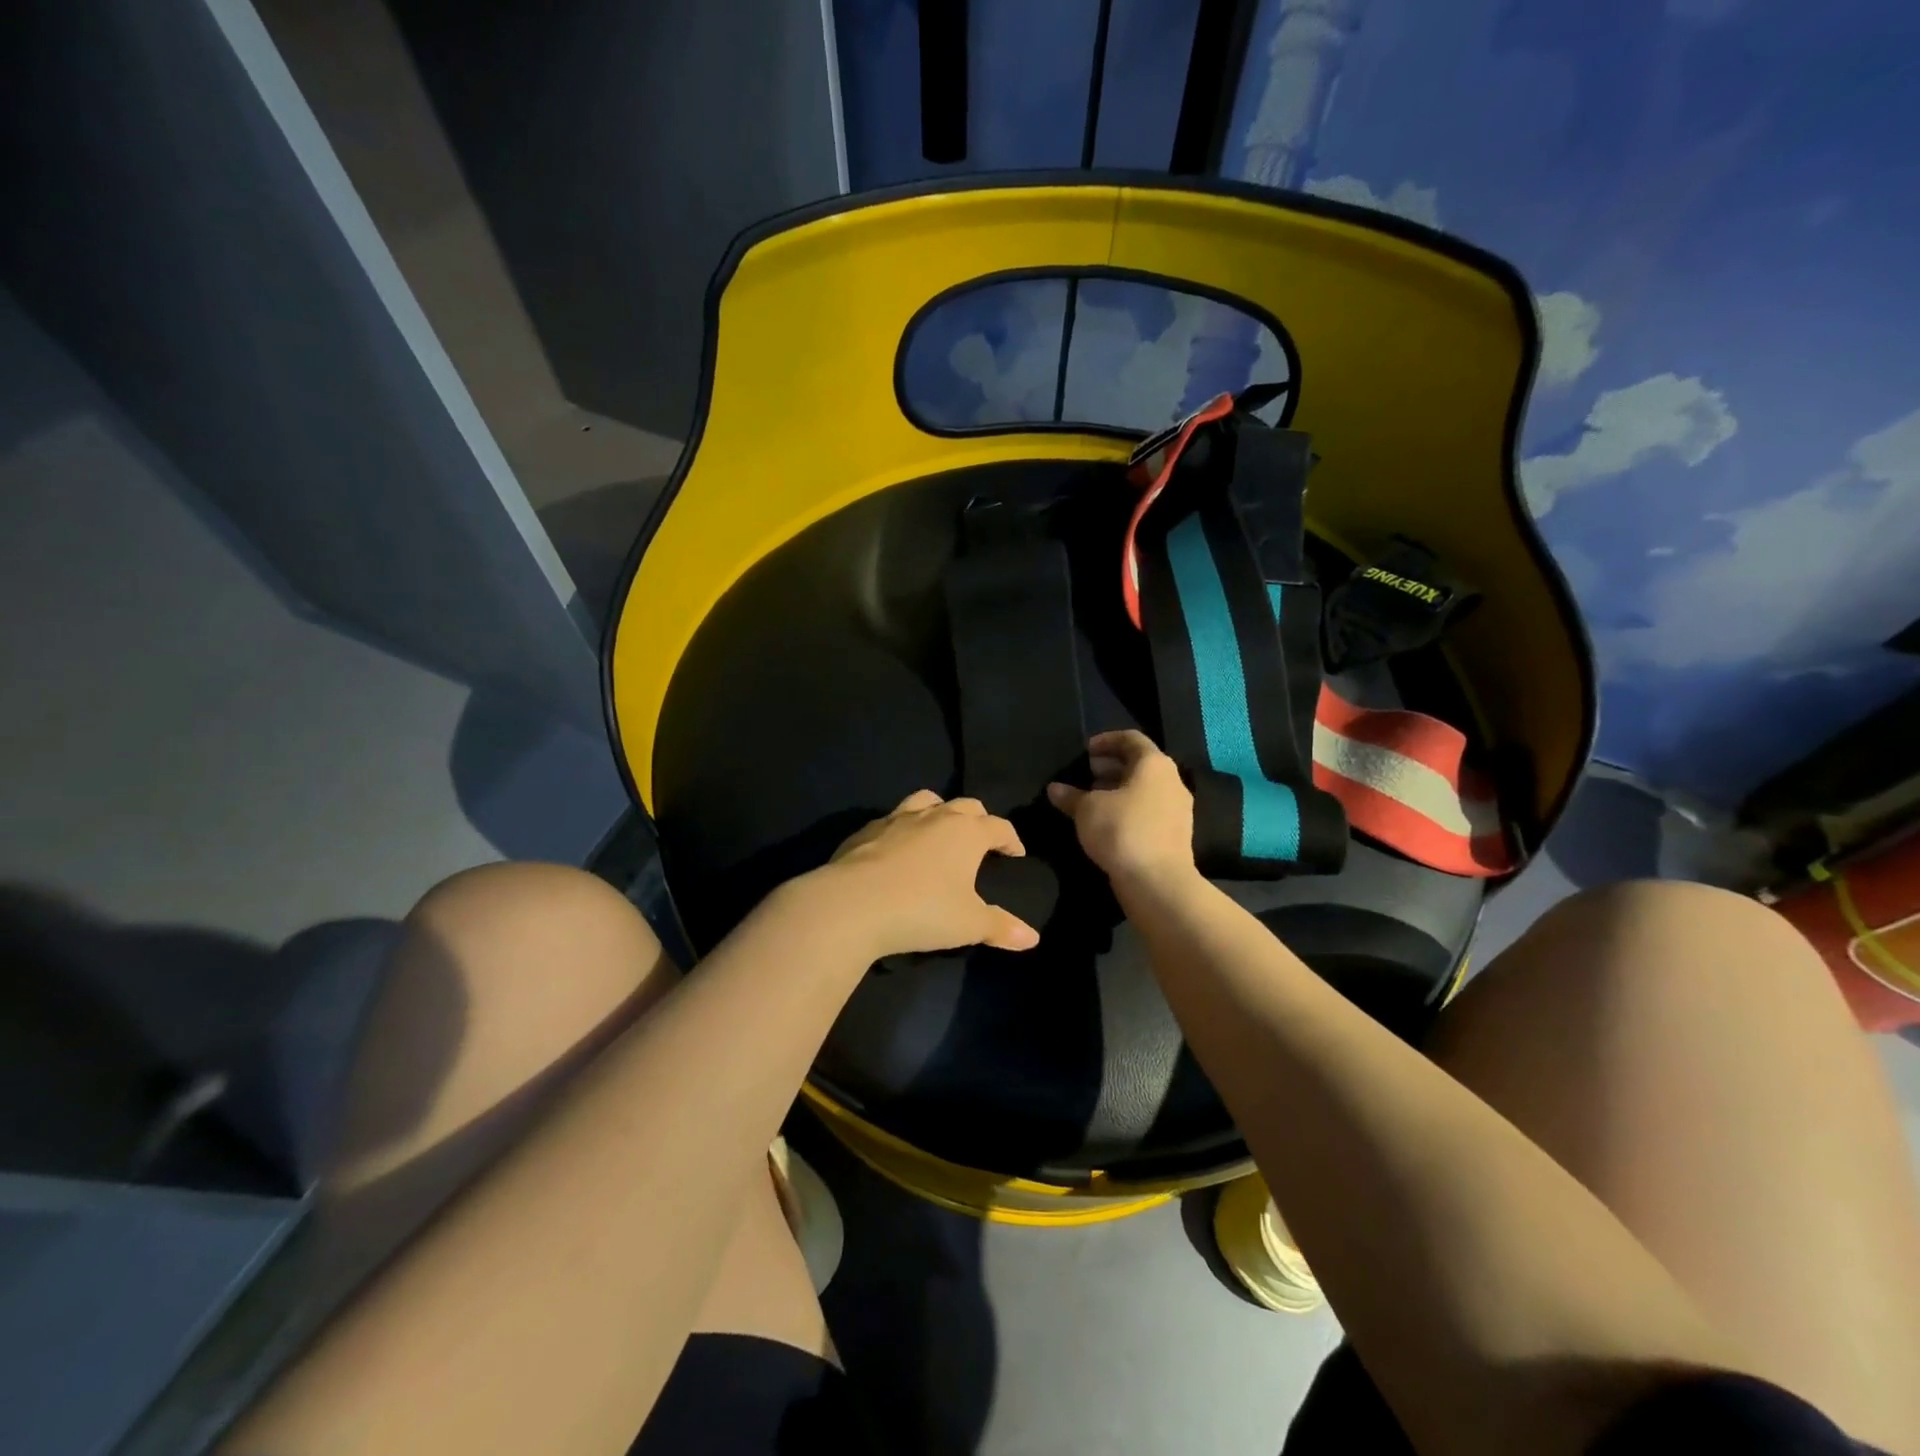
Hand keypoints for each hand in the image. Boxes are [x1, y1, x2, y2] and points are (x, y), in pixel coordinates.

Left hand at [812, 790, 1040, 958]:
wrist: (853, 903)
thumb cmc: (921, 910)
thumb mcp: (968, 924)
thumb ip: (1001, 927)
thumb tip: (1033, 938)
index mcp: (966, 832)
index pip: (998, 826)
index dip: (1011, 838)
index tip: (1015, 853)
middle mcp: (935, 816)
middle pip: (966, 805)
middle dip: (979, 820)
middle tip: (982, 840)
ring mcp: (897, 818)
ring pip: (927, 799)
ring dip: (940, 810)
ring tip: (940, 831)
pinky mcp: (867, 829)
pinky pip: (892, 819)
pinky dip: (903, 828)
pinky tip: (898, 848)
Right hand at [1047, 730, 1196, 886]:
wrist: (1158, 882)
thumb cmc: (1122, 830)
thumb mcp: (1087, 809)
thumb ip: (1071, 796)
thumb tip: (1054, 789)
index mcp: (1154, 764)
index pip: (1131, 739)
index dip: (1106, 740)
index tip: (1085, 751)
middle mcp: (1172, 781)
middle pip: (1140, 764)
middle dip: (1111, 767)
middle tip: (1086, 774)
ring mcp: (1177, 809)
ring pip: (1145, 789)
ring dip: (1118, 790)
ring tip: (1092, 800)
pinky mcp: (1175, 834)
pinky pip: (1149, 811)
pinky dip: (1128, 809)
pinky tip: (1107, 823)